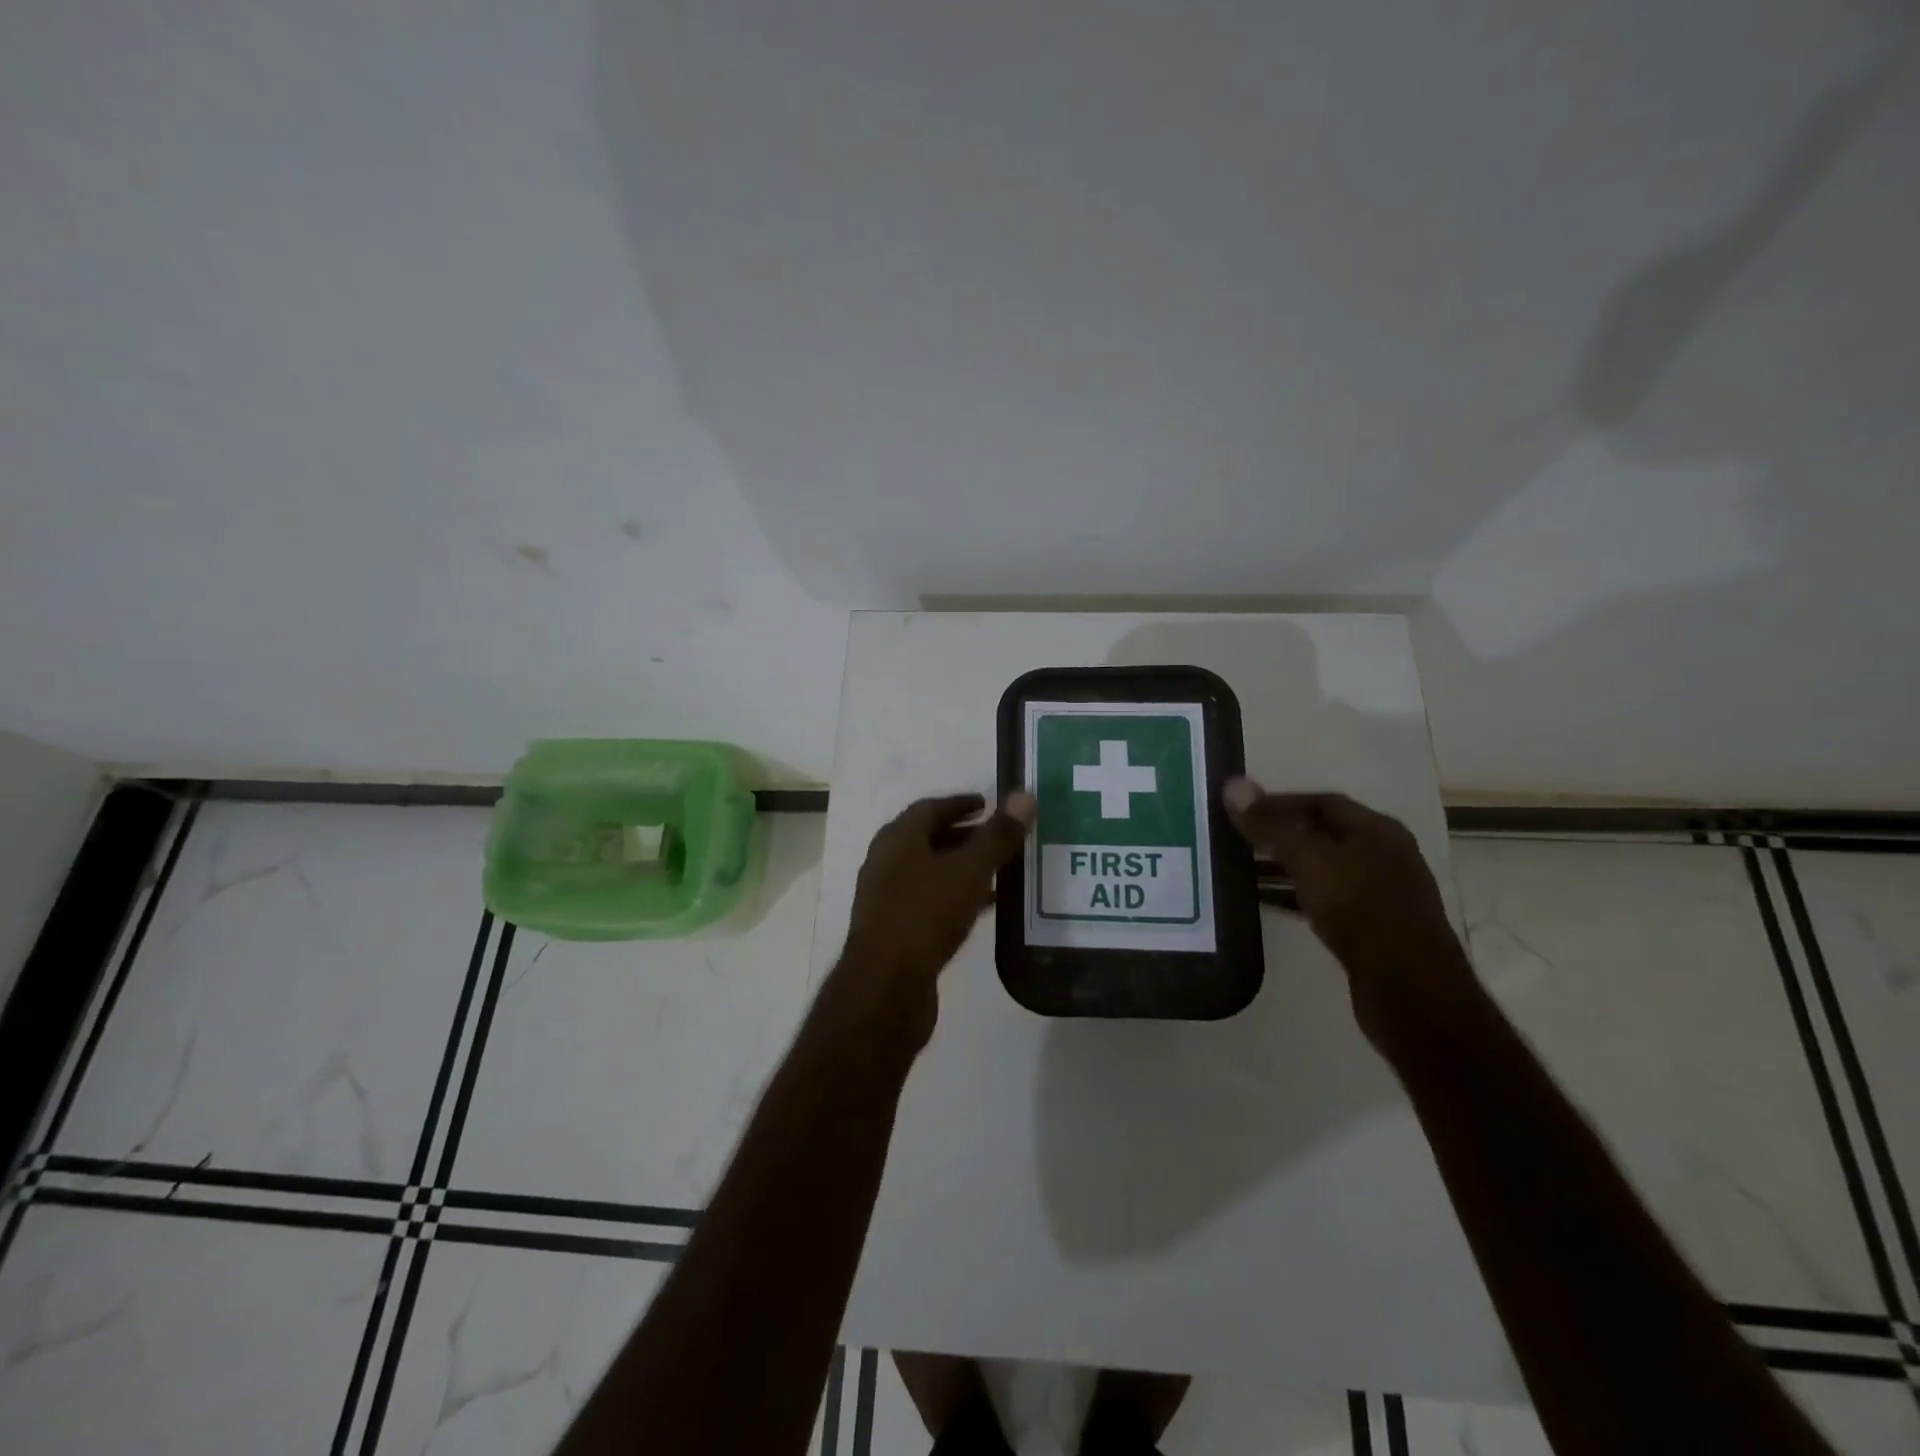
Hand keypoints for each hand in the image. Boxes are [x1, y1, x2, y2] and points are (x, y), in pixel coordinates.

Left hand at [835, 792, 1035, 1051]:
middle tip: (998, 836)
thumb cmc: (925, 915)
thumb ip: (997, 836)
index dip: (960, 804)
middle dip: (963, 836)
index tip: (988, 804)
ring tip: (998, 872)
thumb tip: (1024, 796)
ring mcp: (886, 898)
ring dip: (961, 868)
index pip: (930, 808)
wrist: (885, 987)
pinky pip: (929, 901)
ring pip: (929, 872)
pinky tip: (982, 908)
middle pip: (927, 839)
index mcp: (897, 839)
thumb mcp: (969, 871)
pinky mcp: (894, 931)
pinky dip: (955, 896)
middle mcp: (886, 863)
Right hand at [1224, 779, 1474, 1045]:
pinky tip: (1272, 905)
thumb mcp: (1309, 861)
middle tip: (1238, 839)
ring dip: (1287, 867)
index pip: (1323, 801)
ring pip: (1326, 869)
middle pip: (1325, 833)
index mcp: (1378, 830)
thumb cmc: (1360, 910)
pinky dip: (1299, 896)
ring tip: (1245, 870)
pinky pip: (1329, 900)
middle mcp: (1386, 855)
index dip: (1280, 802)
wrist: (1410, 991)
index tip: (1242, 811)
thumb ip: (1271, 825)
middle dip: (1282, 834)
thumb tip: (1233, 784)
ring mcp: (1384, 894)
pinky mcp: (1375, 929)